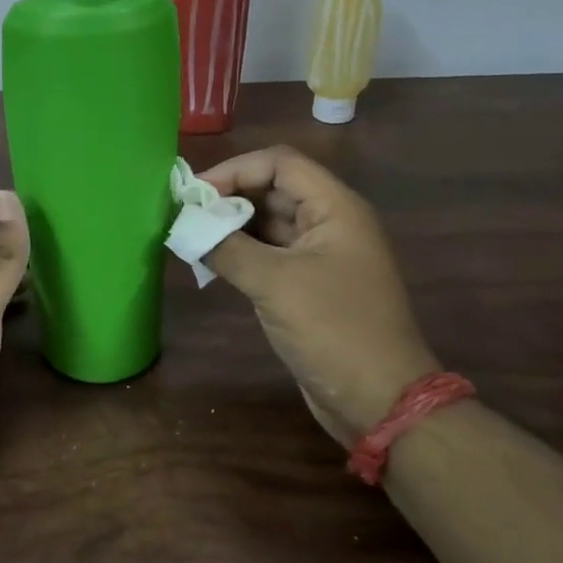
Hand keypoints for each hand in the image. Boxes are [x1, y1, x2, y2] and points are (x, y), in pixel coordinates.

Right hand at [199, 146, 438, 444]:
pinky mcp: (309, 284)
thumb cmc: (333, 329)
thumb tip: (186, 227)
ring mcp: (320, 255)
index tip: (194, 194)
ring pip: (269, 223)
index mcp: (335, 208)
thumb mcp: (275, 283)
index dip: (235, 169)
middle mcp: (330, 222)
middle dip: (228, 198)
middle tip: (184, 215)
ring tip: (190, 237)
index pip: (280, 163)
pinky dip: (240, 253)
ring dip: (231, 227)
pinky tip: (209, 263)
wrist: (378, 398)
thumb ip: (226, 248)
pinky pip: (270, 254)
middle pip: (273, 190)